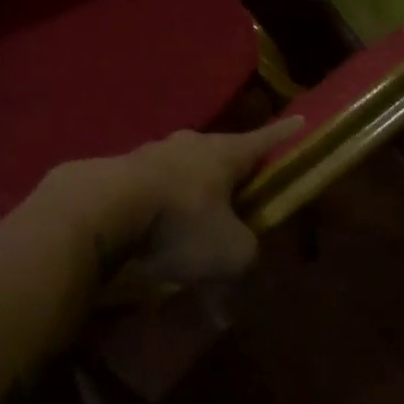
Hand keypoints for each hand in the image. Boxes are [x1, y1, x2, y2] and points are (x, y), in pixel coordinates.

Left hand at [34, 119, 303, 294]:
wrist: (103, 208)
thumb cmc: (180, 222)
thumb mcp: (231, 252)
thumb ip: (246, 259)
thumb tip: (238, 282)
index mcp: (224, 152)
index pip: (264, 140)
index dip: (284, 135)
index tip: (300, 120)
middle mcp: (190, 144)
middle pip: (221, 155)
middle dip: (232, 174)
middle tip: (243, 194)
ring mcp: (153, 153)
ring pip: (185, 173)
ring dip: (193, 197)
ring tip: (195, 226)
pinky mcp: (123, 171)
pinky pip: (155, 190)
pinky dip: (162, 210)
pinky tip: (158, 236)